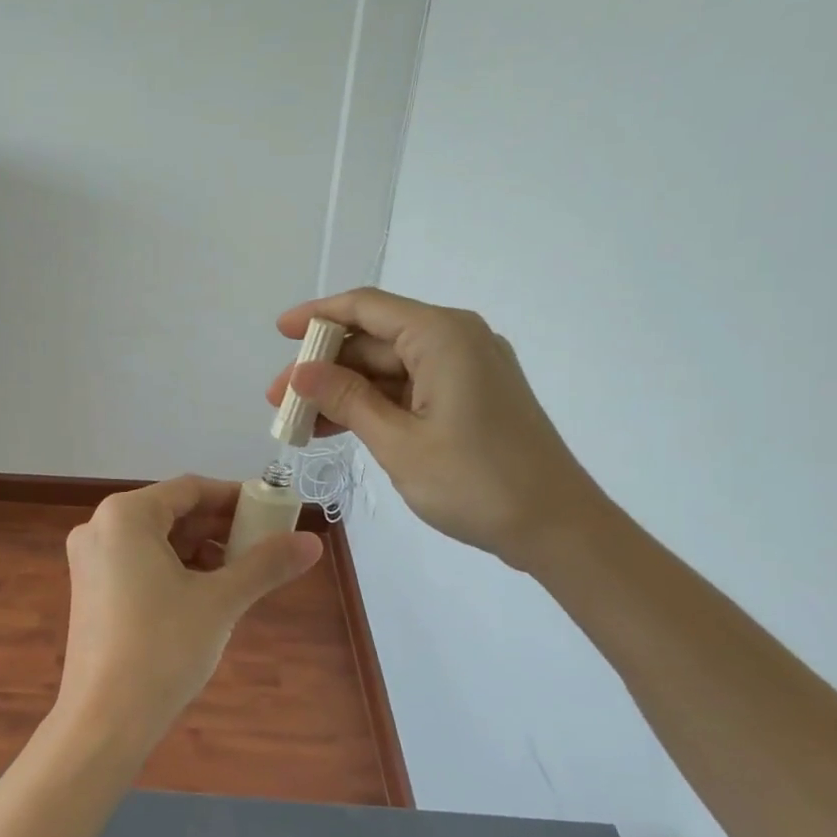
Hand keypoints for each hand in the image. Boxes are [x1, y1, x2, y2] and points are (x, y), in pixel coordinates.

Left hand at [58, 476, 321, 750]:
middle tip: (263, 544)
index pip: (190, 489)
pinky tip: (205, 593)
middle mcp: (100, 527)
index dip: (235, 497)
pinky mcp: (90, 589)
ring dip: (200, 550)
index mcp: (125, 515)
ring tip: (240, 573)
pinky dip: (175, 569)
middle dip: (219, 527)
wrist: (104, 720)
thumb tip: (314, 542)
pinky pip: (139, 562)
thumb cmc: (162, 647)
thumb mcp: (221, 601)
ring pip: (157, 540)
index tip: (272, 512)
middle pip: (172, 512)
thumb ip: (265, 564)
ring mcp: (90, 560)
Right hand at [266, 289, 604, 569]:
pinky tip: (338, 428)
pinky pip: (410, 387)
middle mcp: (456, 339)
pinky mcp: (471, 396)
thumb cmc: (476, 482)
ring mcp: (466, 369)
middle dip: (324, 366)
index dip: (318, 316)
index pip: (366, 307)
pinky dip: (374, 404)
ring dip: (344, 390)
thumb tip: (301, 373)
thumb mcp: (398, 442)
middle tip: (280, 400)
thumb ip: (347, 400)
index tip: (279, 333)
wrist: (558, 528)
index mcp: (442, 336)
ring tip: (300, 421)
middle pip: (374, 339)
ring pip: (389, 366)